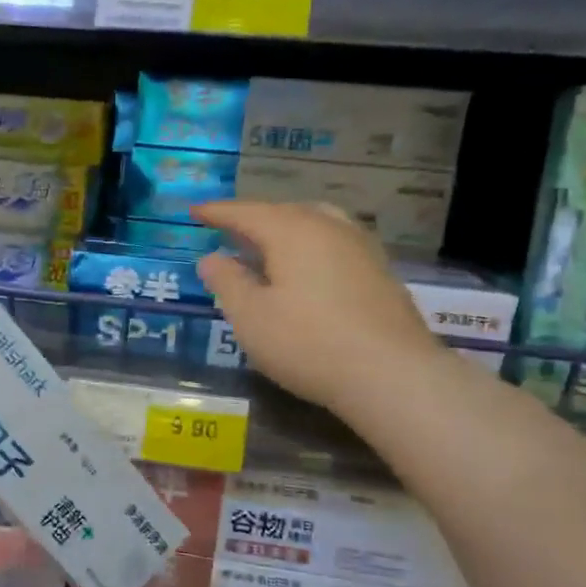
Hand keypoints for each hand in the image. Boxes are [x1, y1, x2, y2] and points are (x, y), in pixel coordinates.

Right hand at [192, 200, 441, 415]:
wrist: (392, 374)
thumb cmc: (308, 343)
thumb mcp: (251, 317)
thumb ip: (227, 282)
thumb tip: (212, 258)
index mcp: (292, 230)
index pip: (246, 212)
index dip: (217, 212)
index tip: (193, 212)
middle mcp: (329, 227)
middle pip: (283, 212)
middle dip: (253, 219)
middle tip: (228, 231)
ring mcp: (361, 247)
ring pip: (315, 223)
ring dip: (286, 230)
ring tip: (268, 247)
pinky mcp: (380, 271)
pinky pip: (335, 243)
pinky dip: (311, 247)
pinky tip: (308, 271)